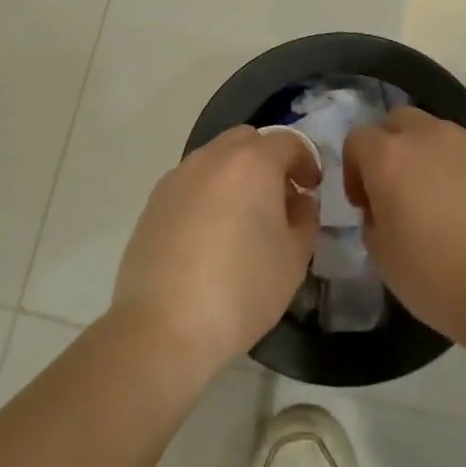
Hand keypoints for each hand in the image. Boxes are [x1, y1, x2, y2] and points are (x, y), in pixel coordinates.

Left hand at [113, 127, 320, 379]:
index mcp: (252, 162)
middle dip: (268, 160)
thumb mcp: (294, 258)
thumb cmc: (242, 289)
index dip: (307, 161)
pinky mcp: (153, 202)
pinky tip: (210, 235)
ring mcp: (178, 177)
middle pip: (247, 140)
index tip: (312, 188)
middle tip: (278, 197)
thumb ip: (305, 218)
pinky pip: (191, 183)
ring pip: (215, 159)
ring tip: (243, 218)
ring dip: (235, 175)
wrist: (163, 326)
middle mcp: (212, 157)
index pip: (288, 142)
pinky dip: (208, 194)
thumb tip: (297, 201)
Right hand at [344, 106, 465, 346]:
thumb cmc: (437, 275)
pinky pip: (462, 150)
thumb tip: (384, 207)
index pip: (357, 140)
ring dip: (422, 154)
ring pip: (432, 131)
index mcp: (389, 156)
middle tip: (393, 189)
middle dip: (387, 147)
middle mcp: (426, 136)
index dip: (353, 170)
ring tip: (432, 198)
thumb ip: (373, 219)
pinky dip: (454, 166)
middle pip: (395, 122)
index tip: (364, 206)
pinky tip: (463, 204)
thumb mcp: (382, 256)